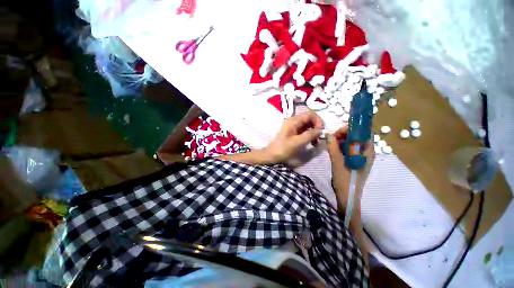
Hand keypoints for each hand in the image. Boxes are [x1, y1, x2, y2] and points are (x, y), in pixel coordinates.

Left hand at [262, 111, 323, 162]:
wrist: (272, 156)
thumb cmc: (283, 149)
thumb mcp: (297, 142)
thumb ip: (310, 135)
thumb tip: (320, 130)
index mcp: (293, 121)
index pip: (310, 114)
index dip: (318, 121)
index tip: (321, 132)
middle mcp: (293, 121)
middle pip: (310, 119)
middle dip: (317, 127)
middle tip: (320, 138)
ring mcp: (293, 127)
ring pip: (308, 125)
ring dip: (314, 132)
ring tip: (316, 143)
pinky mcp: (293, 132)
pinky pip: (305, 131)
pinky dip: (310, 135)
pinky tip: (312, 143)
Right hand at [326, 126, 374, 207]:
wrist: (347, 196)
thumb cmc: (345, 180)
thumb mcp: (337, 162)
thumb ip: (333, 147)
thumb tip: (329, 135)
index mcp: (367, 152)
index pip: (364, 133)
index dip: (352, 129)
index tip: (339, 132)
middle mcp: (366, 152)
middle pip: (357, 136)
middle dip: (344, 134)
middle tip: (332, 138)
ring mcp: (360, 157)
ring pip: (352, 142)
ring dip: (341, 140)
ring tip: (331, 144)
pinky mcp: (354, 160)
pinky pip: (348, 149)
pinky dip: (340, 146)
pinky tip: (333, 149)